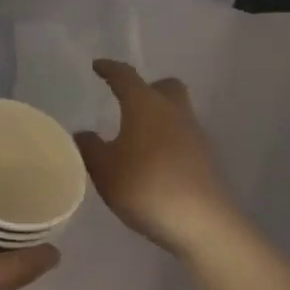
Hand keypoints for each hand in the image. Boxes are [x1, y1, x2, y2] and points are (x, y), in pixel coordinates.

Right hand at [76, 60, 242, 254]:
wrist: (202, 222)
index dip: (110, 70)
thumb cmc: (146, 186)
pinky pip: (183, 138)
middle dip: (147, 88)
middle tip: (128, 102)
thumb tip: (83, 133)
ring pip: (176, 113)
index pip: (126, 77)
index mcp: (146, 105)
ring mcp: (195, 135)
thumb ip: (90, 148)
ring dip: (158, 118)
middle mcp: (174, 112)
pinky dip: (167, 141)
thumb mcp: (104, 170)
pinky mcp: (206, 159)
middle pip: (164, 87)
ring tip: (136, 139)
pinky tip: (153, 163)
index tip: (98, 66)